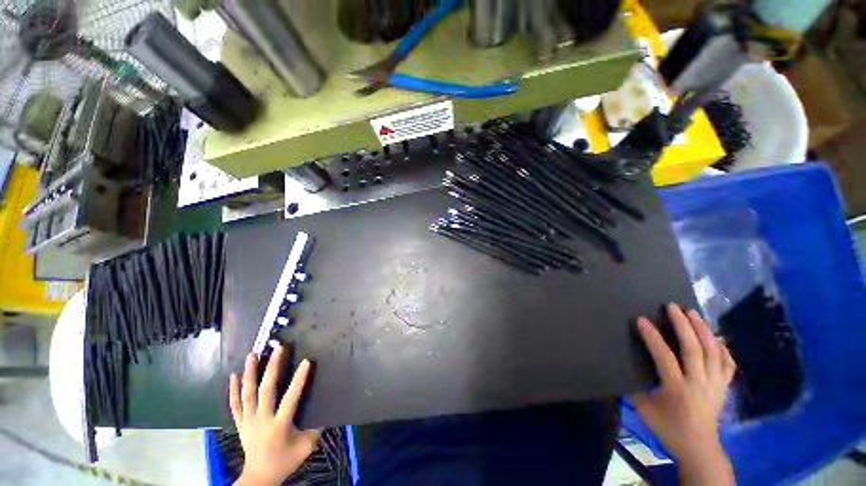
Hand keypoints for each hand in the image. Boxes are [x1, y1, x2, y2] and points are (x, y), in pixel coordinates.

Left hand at [229, 347, 320, 485]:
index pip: (290, 399)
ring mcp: (248, 422)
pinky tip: (233, 375)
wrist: (260, 478)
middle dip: (271, 369)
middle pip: (265, 391)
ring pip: (247, 395)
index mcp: (279, 426)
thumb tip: (326, 407)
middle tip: (277, 349)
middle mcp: (261, 421)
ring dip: (250, 373)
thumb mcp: (306, 447)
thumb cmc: (285, 461)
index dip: (298, 380)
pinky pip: (234, 405)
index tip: (305, 361)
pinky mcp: (240, 424)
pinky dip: (233, 390)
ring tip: (252, 355)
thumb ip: (316, 427)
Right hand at [632, 303, 735, 485]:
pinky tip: (717, 337)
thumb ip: (636, 387)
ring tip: (693, 313)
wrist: (699, 447)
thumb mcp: (644, 409)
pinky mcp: (723, 387)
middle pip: (694, 348)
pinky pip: (727, 364)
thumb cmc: (668, 428)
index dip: (652, 337)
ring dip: (703, 330)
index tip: (642, 320)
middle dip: (683, 325)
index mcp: (677, 388)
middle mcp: (699, 382)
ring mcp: (715, 384)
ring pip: (713, 351)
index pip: (664, 357)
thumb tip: (629, 367)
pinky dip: (723, 348)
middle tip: (673, 307)